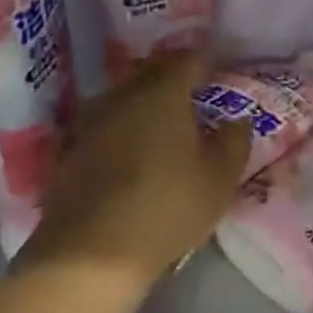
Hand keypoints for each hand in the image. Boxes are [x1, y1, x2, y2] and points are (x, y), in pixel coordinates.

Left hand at [21, 51, 251, 294]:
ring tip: (169, 118)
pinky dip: (128, 125)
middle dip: (177, 75)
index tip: (224, 65)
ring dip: (149, 100)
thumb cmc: (166, 208)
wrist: (89, 253)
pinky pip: (110, 122)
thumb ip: (234, 142)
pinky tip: (138, 146)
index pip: (190, 59)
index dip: (209, 59)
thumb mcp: (218, 180)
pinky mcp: (74, 148)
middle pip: (154, 71)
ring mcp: (94, 120)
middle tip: (199, 89)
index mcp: (163, 92)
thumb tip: (238, 119)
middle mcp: (125, 95)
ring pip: (128, 95)